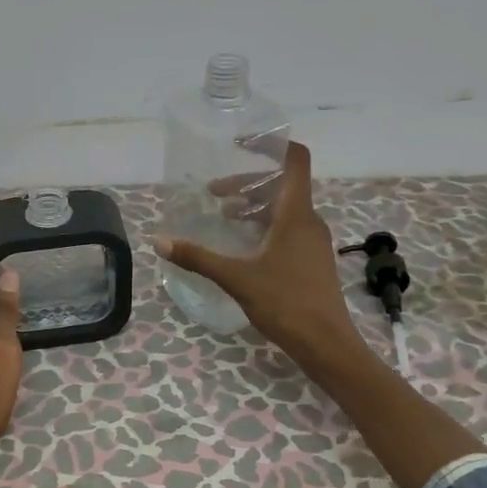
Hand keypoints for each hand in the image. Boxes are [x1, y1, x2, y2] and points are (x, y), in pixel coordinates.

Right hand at [153, 141, 366, 374]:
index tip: (239, 143)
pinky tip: (243, 246)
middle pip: (282, 184)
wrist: (326, 344)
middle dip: (248, 182)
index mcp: (295, 214)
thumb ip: (198, 258)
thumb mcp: (236, 278)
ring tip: (224, 217)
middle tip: (215, 193)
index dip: (270, 144)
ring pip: (284, 208)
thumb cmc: (285, 303)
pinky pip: (288, 228)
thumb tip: (160, 241)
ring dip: (255, 206)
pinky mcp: (311, 260)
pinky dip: (264, 226)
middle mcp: (308, 221)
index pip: (294, 159)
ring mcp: (313, 241)